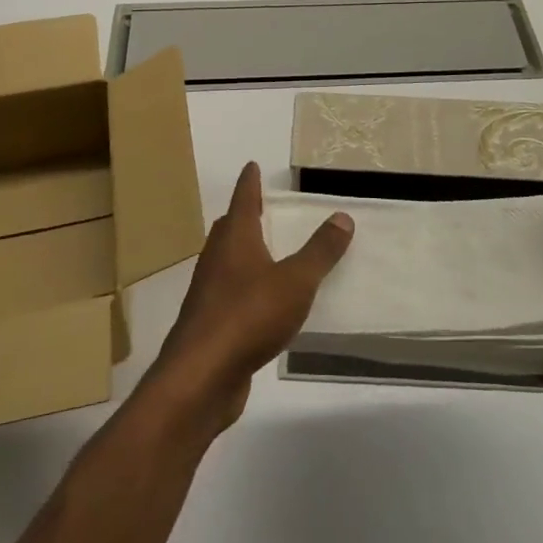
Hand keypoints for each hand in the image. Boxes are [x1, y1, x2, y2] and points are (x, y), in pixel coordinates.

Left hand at [143, 163, 353, 431]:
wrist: (201, 376)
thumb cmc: (249, 315)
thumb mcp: (296, 281)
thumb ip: (320, 251)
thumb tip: (342, 216)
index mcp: (235, 238)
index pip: (243, 199)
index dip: (250, 182)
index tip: (252, 165)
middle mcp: (218, 258)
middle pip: (230, 228)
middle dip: (245, 216)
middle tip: (263, 208)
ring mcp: (209, 292)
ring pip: (228, 261)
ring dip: (246, 252)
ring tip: (269, 251)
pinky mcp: (211, 323)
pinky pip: (232, 293)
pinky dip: (248, 287)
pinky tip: (265, 303)